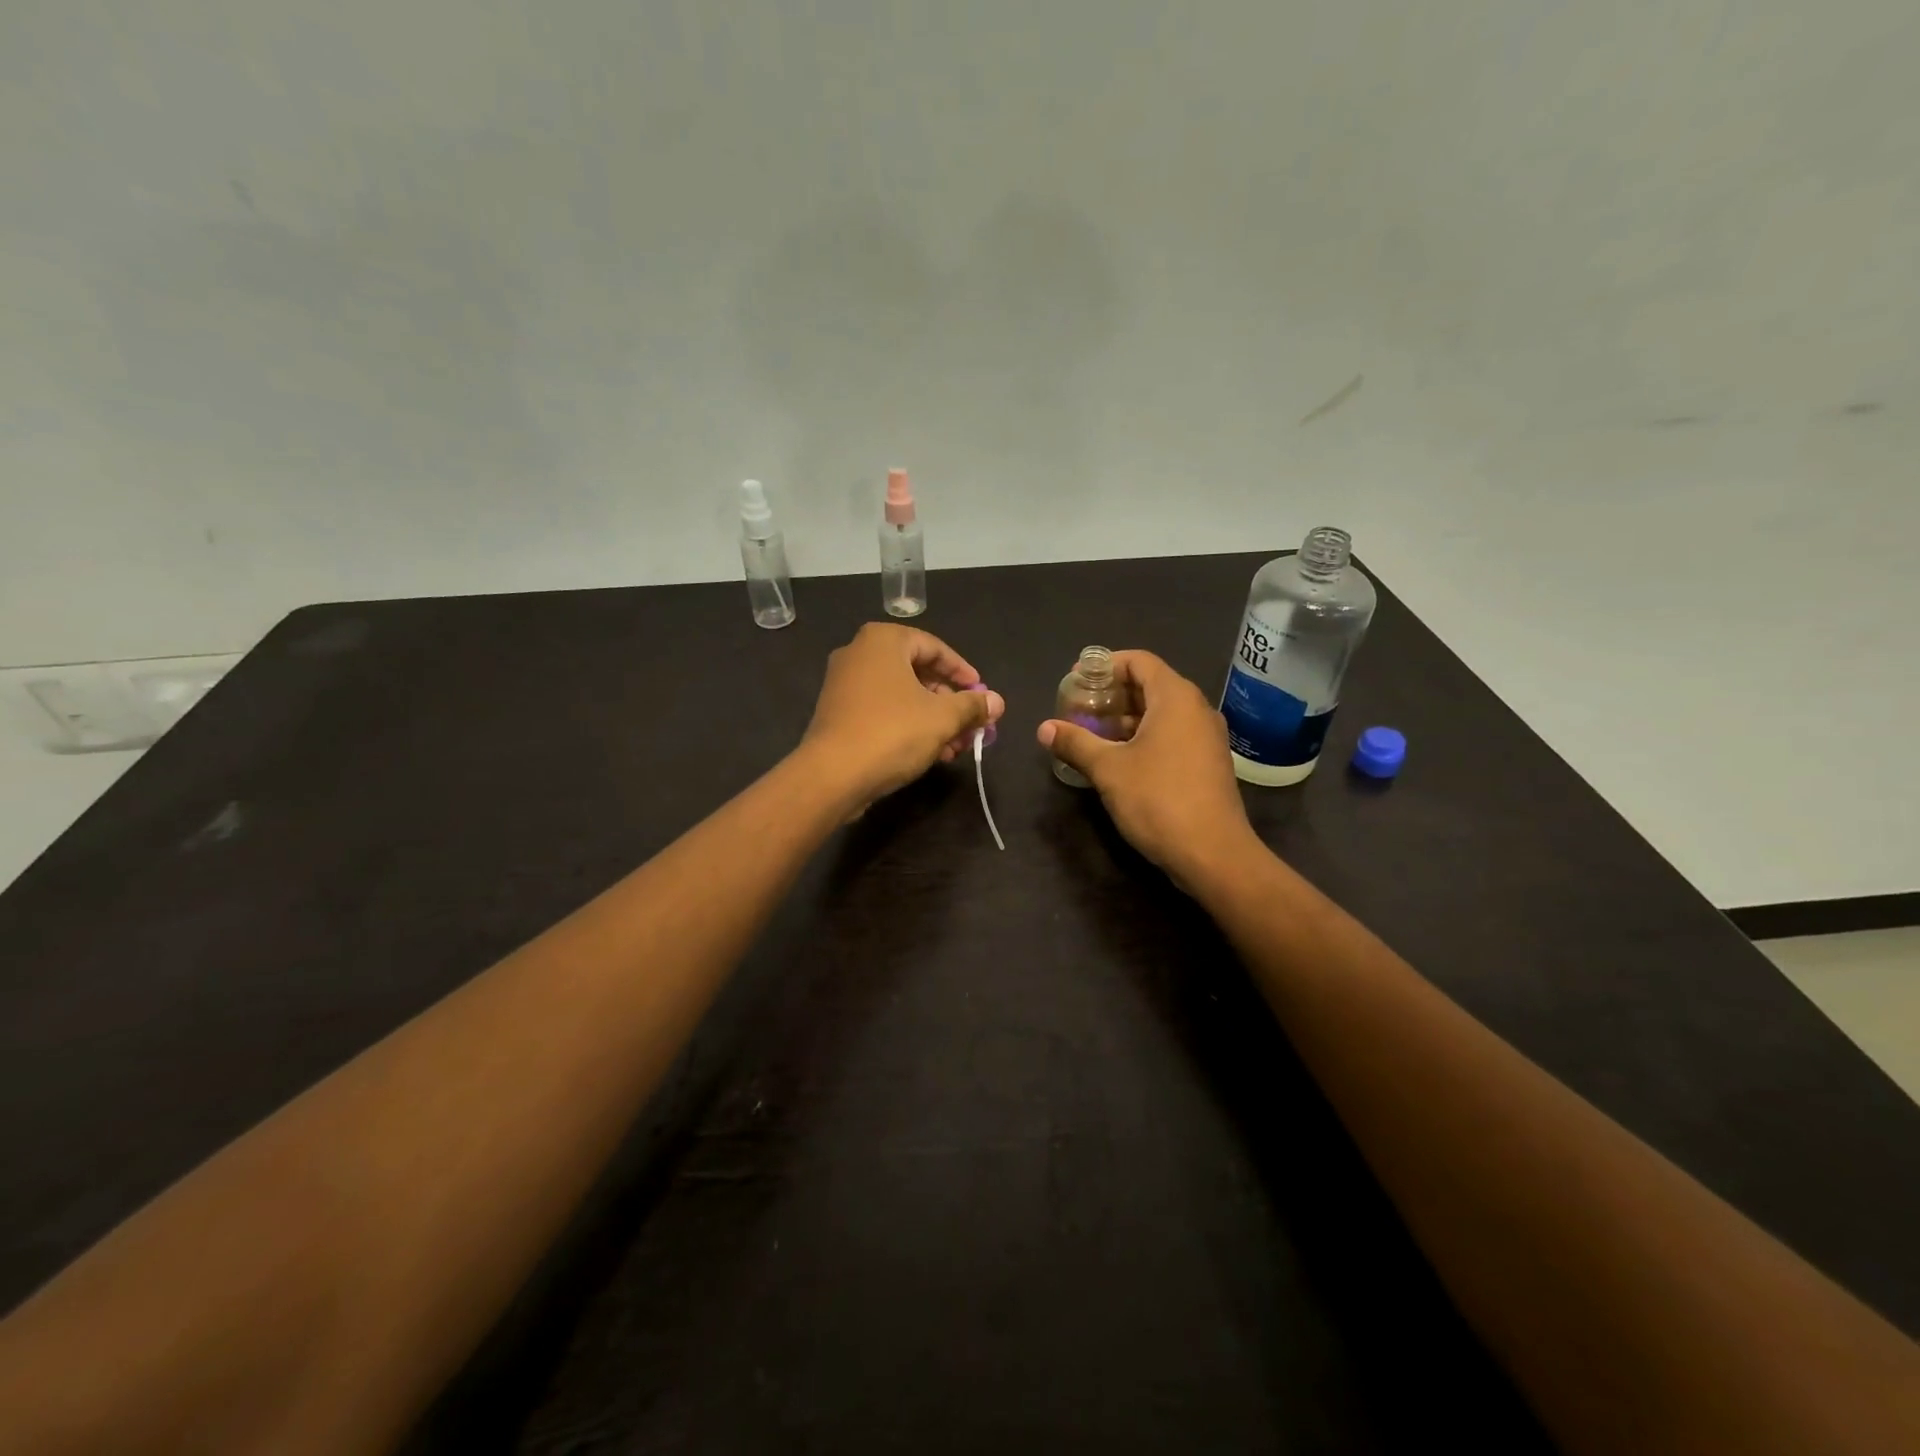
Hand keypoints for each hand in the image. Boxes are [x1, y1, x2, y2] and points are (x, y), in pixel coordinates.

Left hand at [800, 623, 1005, 809]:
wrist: (832, 775)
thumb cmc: (892, 732)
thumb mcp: (943, 718)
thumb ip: (972, 706)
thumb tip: (997, 701)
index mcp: (883, 641)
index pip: (934, 647)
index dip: (962, 672)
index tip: (981, 693)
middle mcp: (859, 653)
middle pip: (917, 672)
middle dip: (948, 702)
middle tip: (970, 725)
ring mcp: (843, 684)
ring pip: (901, 696)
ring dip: (932, 719)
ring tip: (954, 748)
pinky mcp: (837, 713)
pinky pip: (882, 711)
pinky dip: (907, 726)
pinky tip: (929, 754)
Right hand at [1037, 651, 1257, 889]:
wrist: (1213, 853)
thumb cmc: (1158, 799)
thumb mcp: (1108, 769)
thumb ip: (1075, 743)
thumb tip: (1044, 728)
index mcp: (1175, 698)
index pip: (1139, 661)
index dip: (1105, 665)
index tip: (1076, 680)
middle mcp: (1196, 709)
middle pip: (1150, 685)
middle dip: (1111, 694)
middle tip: (1078, 708)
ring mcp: (1206, 738)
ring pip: (1161, 713)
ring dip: (1125, 718)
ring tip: (1091, 734)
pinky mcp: (1208, 763)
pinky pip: (1172, 735)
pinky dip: (1144, 737)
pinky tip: (1118, 759)